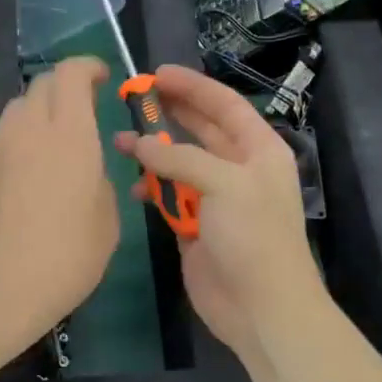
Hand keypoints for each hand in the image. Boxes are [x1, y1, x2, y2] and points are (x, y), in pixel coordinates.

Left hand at [0, 56, 119, 349]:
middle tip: (83, 107)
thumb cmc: (68, 255)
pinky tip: (30, 167)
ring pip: (18, 108)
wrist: (0, 285)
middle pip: (42, 84)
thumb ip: (100, 180)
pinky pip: (3, 136)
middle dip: (65, 86)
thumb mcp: (107, 220)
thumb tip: (87, 170)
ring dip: (39, 110)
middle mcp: (30, 129)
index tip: (101, 77)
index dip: (87, 66)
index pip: (71, 74)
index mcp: (70, 135)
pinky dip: (20, 136)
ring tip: (55, 137)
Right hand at [114, 64, 324, 365]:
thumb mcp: (224, 185)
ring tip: (120, 141)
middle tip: (132, 98)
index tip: (158, 73)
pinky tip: (133, 185)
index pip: (225, 106)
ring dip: (154, 153)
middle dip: (169, 114)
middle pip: (201, 130)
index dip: (193, 87)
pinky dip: (152, 189)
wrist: (261, 307)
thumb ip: (180, 159)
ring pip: (180, 164)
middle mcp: (239, 169)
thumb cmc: (253, 237)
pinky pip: (170, 197)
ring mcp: (216, 199)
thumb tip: (140, 144)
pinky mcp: (195, 226)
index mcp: (259, 150)